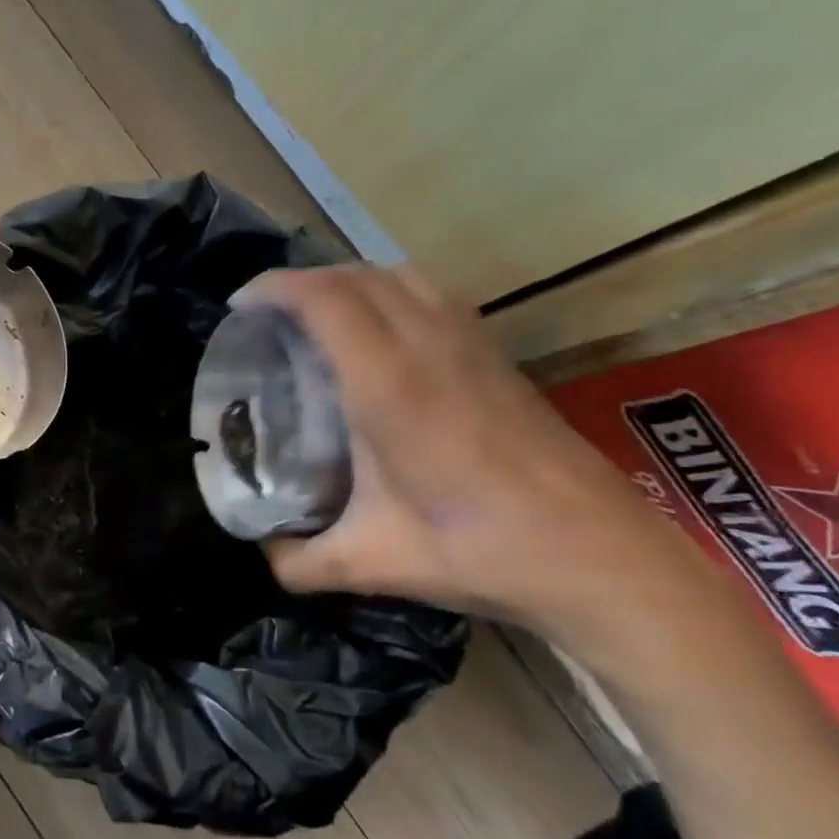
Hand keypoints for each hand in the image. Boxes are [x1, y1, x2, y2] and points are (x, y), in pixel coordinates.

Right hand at [243, 265, 725, 658]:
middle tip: (267, 315)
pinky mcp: (498, 358)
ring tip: (317, 316)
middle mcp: (429, 348)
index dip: (274, 288)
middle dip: (302, 280)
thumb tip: (263, 552)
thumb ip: (299, 561)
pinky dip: (390, 292)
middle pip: (358, 275)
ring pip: (400, 275)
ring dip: (349, 280)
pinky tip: (380, 336)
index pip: (325, 299)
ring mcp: (471, 346)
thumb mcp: (370, 563)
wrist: (600, 557)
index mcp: (389, 386)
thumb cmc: (479, 550)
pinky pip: (432, 295)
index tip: (238, 306)